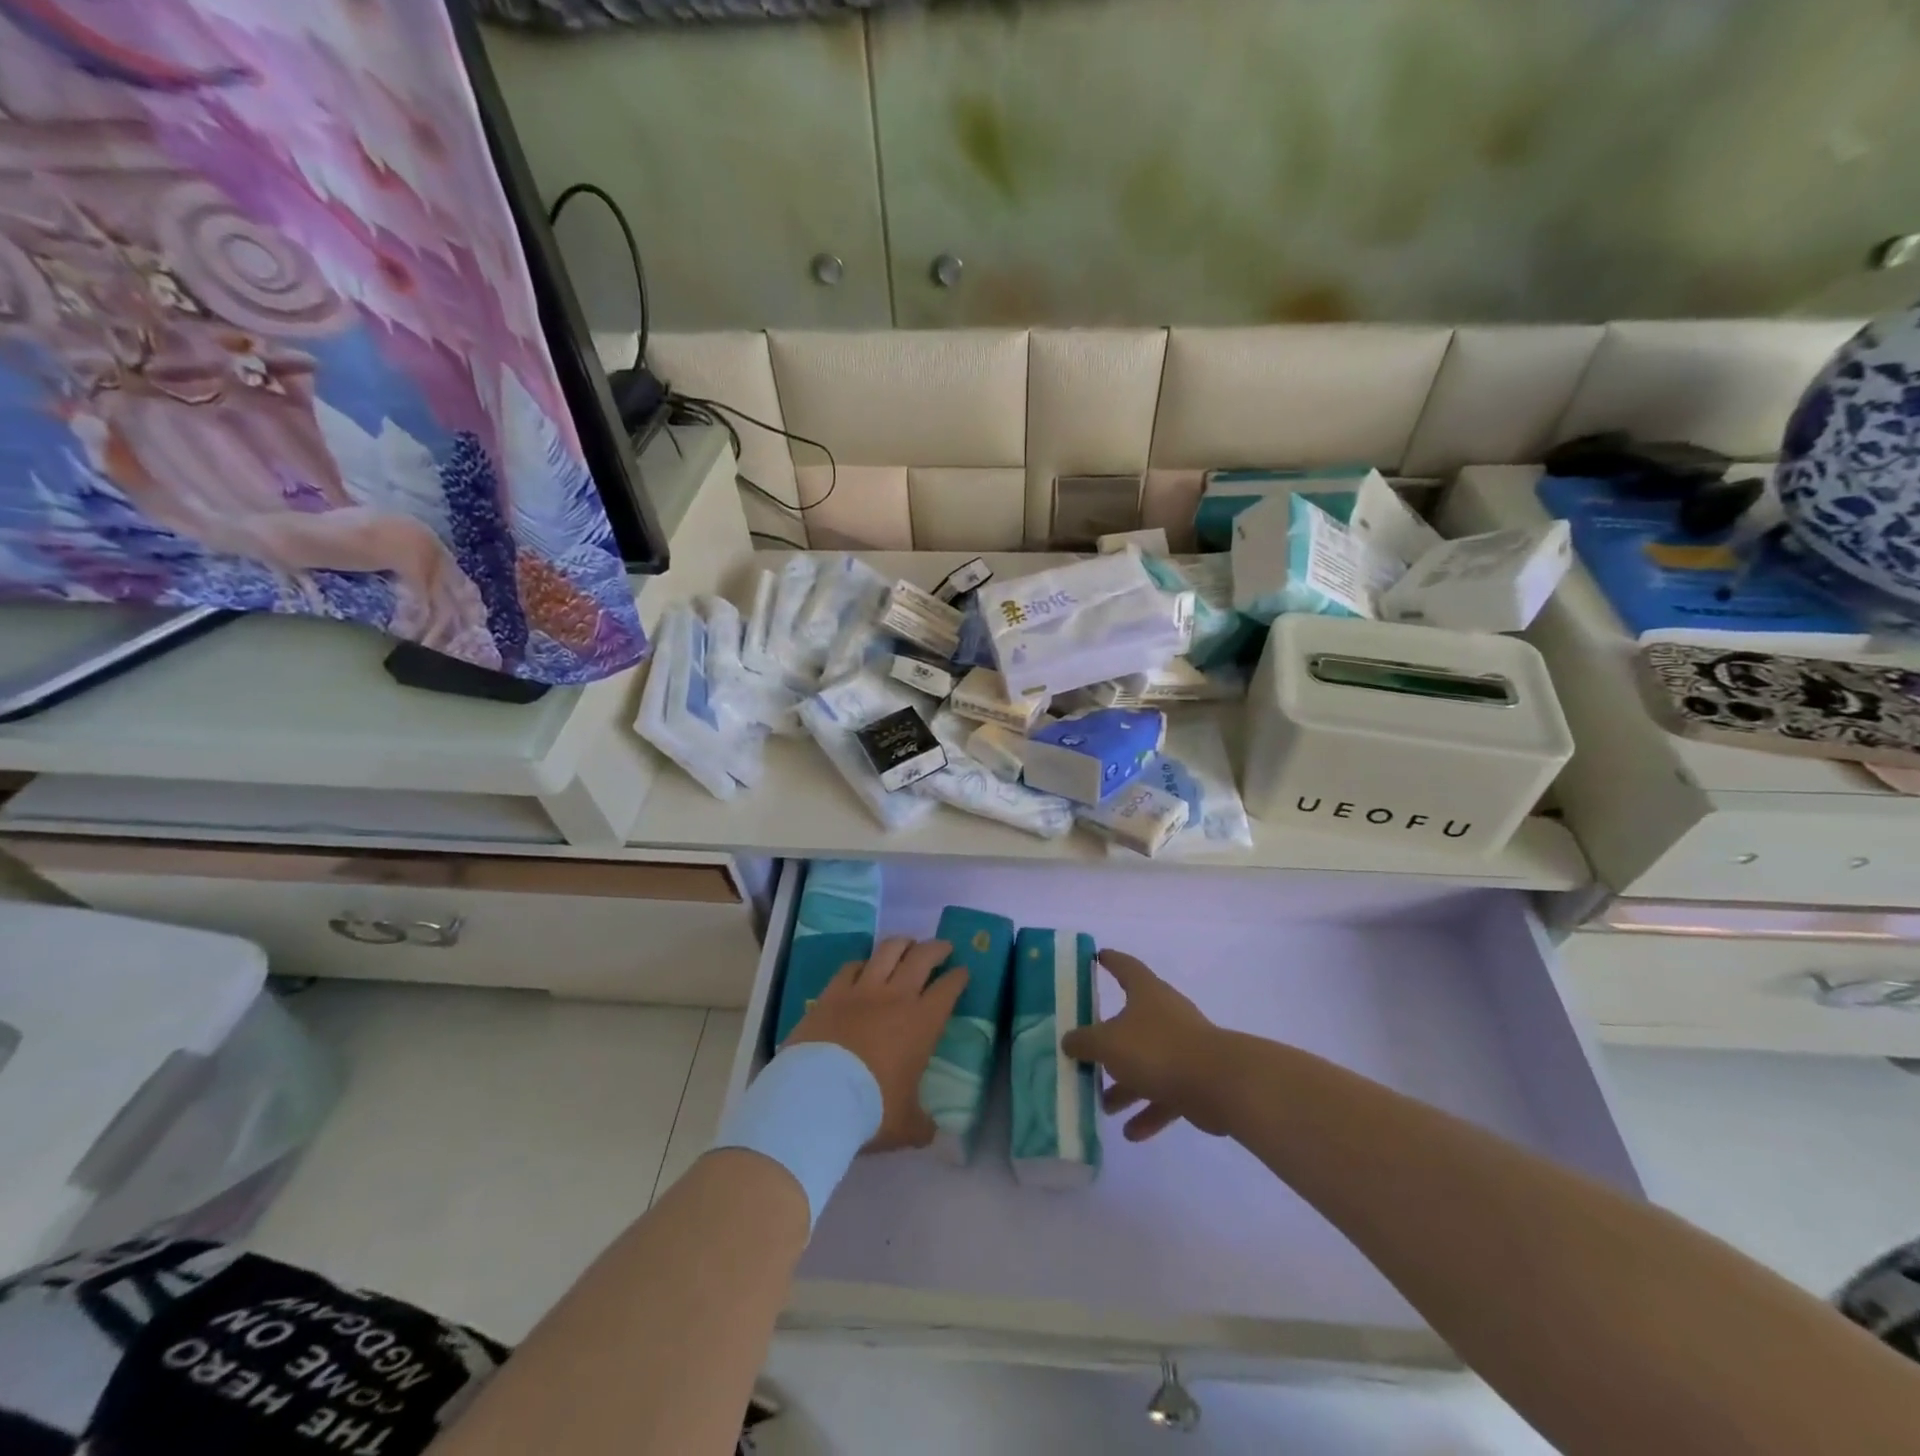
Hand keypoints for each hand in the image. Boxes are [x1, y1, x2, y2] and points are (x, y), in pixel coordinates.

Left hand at [787, 936, 964, 1152]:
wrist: (816, 1097)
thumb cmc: (870, 1109)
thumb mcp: (905, 1126)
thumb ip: (921, 1125)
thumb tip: (932, 1133)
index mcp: (922, 1023)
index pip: (948, 989)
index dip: (959, 977)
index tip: (963, 972)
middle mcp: (896, 997)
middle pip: (922, 957)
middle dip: (936, 948)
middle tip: (943, 948)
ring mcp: (861, 990)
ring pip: (887, 951)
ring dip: (902, 944)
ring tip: (907, 944)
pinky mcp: (831, 993)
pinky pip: (851, 966)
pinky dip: (862, 963)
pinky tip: (863, 966)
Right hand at [1061, 949, 1231, 1141]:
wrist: (1219, 1083)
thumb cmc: (1157, 1049)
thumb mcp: (1108, 1043)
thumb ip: (1084, 1042)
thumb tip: (1068, 1040)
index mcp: (1146, 993)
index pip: (1125, 967)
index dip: (1110, 961)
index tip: (1097, 956)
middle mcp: (1165, 1015)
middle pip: (1132, 1021)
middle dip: (1109, 1040)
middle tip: (1086, 1052)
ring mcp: (1183, 1047)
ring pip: (1147, 1062)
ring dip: (1126, 1085)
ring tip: (1104, 1105)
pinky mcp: (1195, 1079)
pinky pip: (1165, 1094)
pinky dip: (1148, 1111)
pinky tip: (1131, 1133)